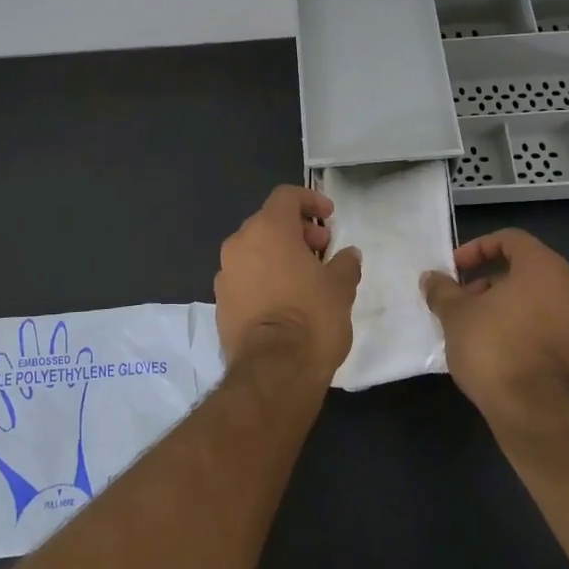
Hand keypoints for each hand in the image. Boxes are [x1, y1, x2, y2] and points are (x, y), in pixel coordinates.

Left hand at [215, 185, 361, 381]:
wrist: (273, 372)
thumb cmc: (312, 318)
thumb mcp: (341, 288)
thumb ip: (345, 264)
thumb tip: (348, 254)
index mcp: (268, 229)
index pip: (286, 196)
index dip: (310, 200)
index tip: (329, 217)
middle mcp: (239, 244)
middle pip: (268, 222)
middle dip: (297, 230)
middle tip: (322, 250)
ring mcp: (225, 274)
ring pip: (253, 250)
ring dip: (278, 255)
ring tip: (305, 277)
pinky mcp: (220, 303)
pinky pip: (244, 277)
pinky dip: (263, 278)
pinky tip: (284, 301)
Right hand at [421, 229, 568, 433]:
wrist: (536, 414)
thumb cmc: (494, 348)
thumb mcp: (455, 315)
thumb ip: (443, 291)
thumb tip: (431, 278)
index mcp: (546, 269)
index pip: (512, 240)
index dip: (478, 248)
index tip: (456, 269)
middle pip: (529, 274)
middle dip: (494, 283)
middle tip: (466, 302)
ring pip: (543, 306)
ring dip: (513, 310)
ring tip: (481, 331)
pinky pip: (554, 336)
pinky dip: (530, 337)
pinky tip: (505, 357)